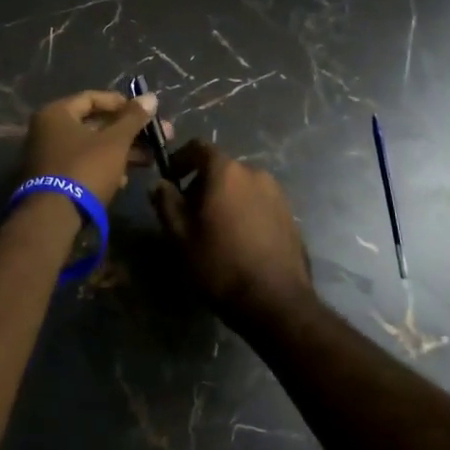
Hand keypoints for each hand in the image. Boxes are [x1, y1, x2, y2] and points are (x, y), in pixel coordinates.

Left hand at [21, 89, 170, 206]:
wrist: (54, 218)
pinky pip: (83, 164)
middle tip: (156, 137)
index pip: (92, 98)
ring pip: (91, 146)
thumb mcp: (115, 142)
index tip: (145, 112)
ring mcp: (49, 156)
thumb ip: (133, 118)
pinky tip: (125, 179)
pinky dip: (104, 167)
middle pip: (94, 124)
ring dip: (121, 151)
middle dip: (127, 131)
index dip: (122, 103)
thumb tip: (151, 97)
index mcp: (56, 113)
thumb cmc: (85, 169)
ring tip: (149, 160)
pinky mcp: (54, 179)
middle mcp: (48, 130)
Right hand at [150, 141, 312, 328]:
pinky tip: (238, 240)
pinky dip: (244, 210)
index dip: (180, 159)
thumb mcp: (180, 236)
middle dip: (202, 183)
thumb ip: (166, 203)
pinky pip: (259, 202)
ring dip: (224, 197)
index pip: (199, 147)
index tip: (170, 179)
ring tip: (214, 229)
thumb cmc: (220, 264)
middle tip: (188, 212)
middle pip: (221, 167)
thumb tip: (160, 184)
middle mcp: (255, 173)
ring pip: (241, 185)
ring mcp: (277, 193)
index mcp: (226, 172)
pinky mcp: (290, 215)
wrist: (276, 301)